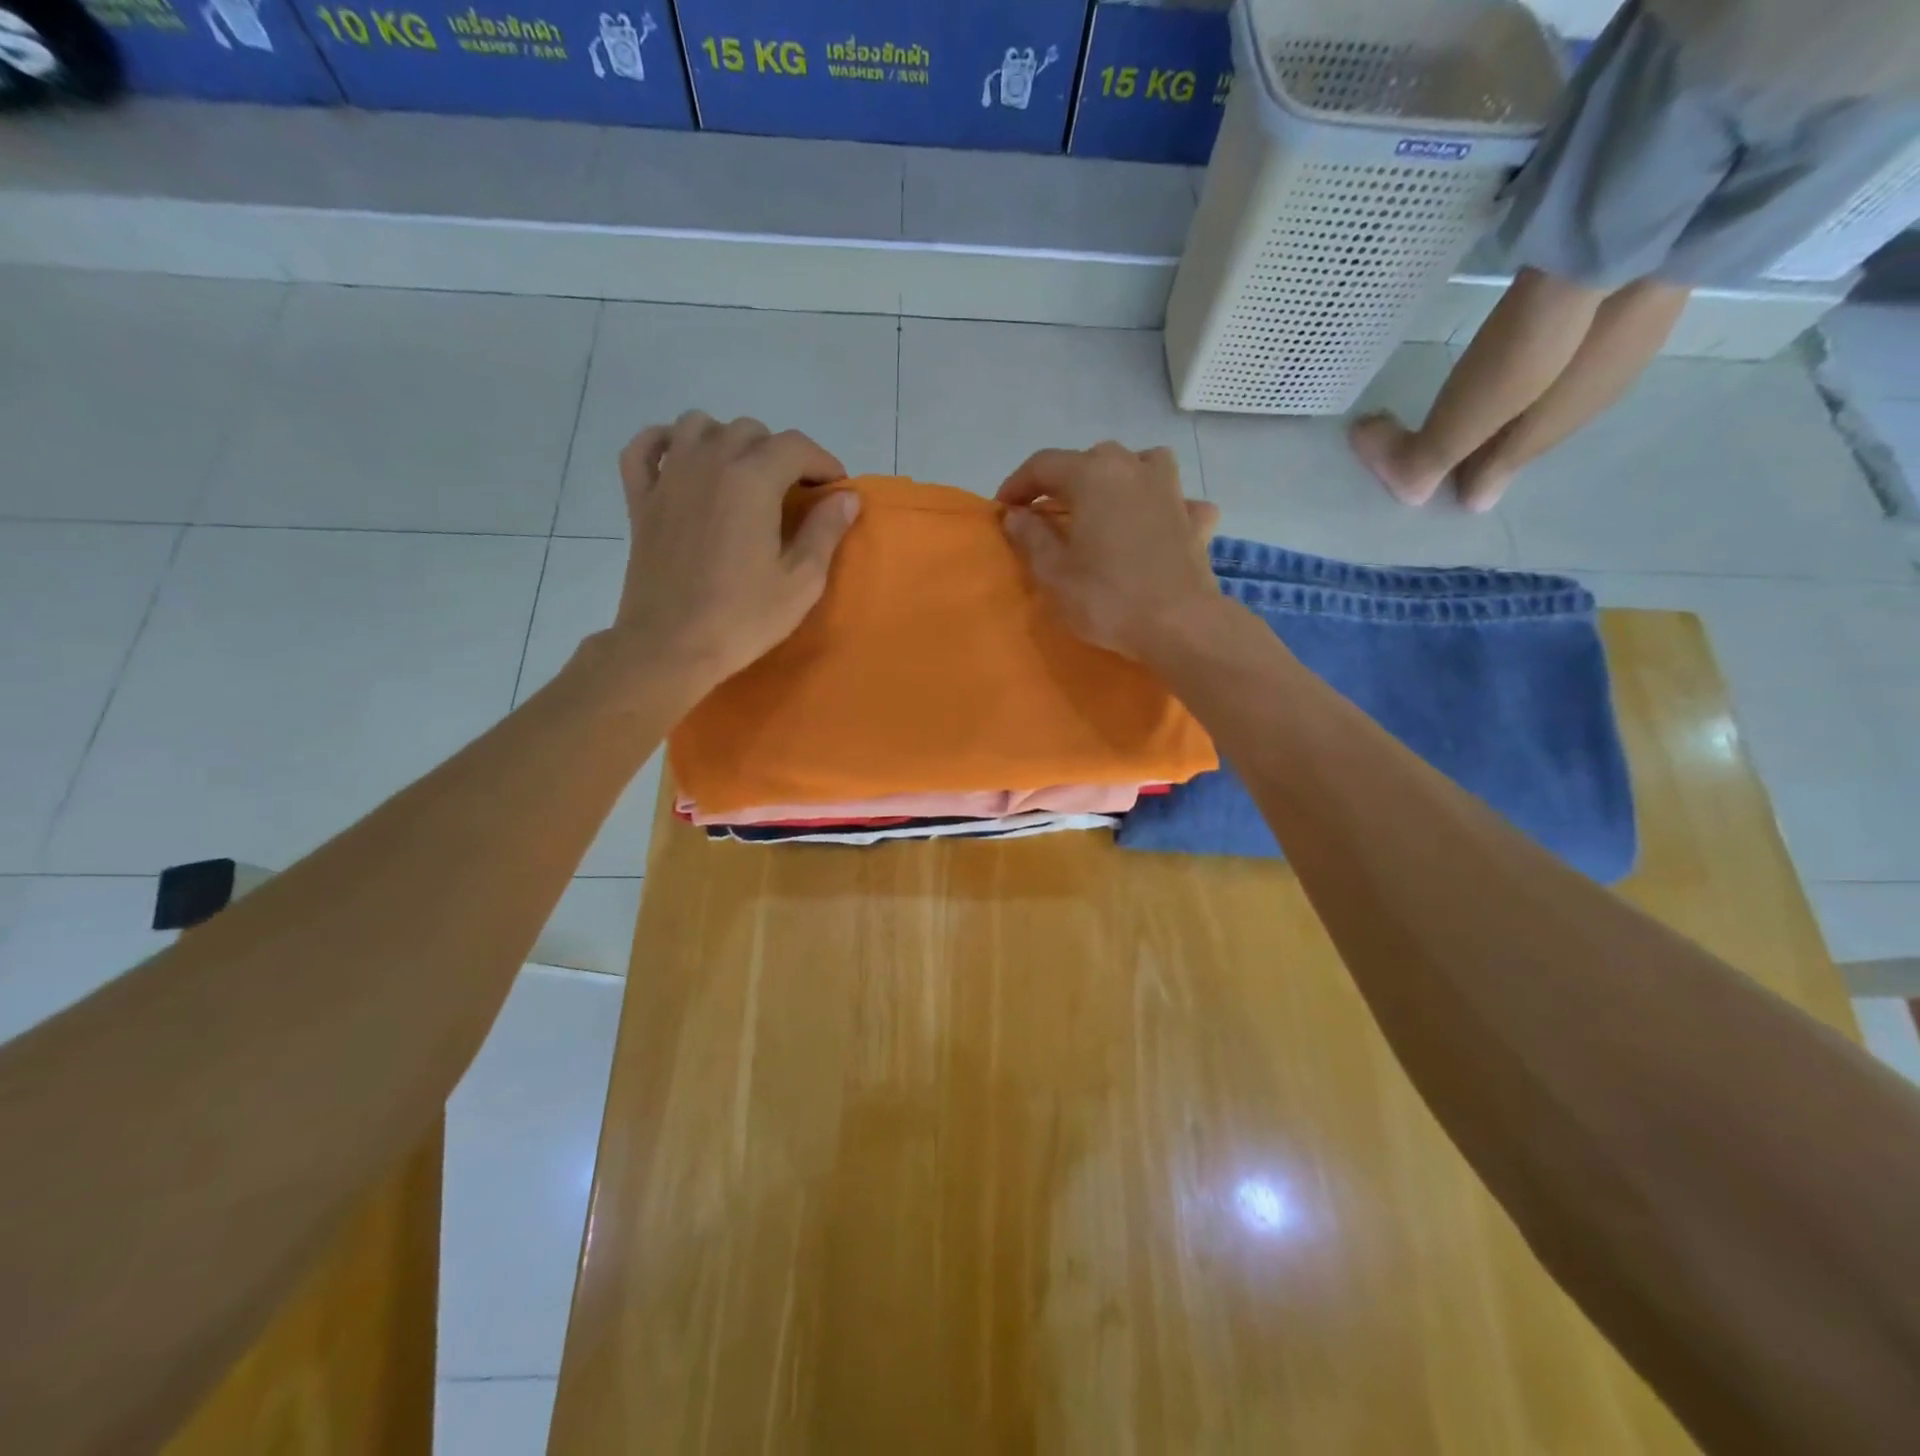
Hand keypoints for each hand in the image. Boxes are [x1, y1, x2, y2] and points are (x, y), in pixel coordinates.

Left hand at [606, 412, 856, 702]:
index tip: (836, 490)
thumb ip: (826, 530)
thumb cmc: (743, 617)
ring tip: (744, 474)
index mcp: (752, 480)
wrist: (670, 646)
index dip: (824, 462)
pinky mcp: (641, 498)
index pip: (796, 446)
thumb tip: (847, 496)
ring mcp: (669, 477)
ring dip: (728, 440)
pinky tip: (682, 460)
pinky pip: (646, 448)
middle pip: (751, 431)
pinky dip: (665, 443)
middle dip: (781, 454)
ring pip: (699, 425)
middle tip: (795, 493)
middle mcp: (708, 462)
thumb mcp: (801, 581)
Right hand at [998, 443, 1222, 663]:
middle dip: (1064, 482)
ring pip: (1141, 465)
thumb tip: (1016, 515)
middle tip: (1047, 514)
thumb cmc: (1107, 598)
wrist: (1180, 625)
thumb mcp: (1053, 573)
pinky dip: (1162, 507)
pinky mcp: (1196, 519)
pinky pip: (1176, 501)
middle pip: (1091, 460)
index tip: (1003, 510)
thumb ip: (1031, 537)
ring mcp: (1171, 491)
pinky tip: (1157, 525)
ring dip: (1119, 479)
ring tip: (1106, 506)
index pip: (1043, 465)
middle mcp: (1133, 468)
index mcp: (1093, 475)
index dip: (1017, 484)